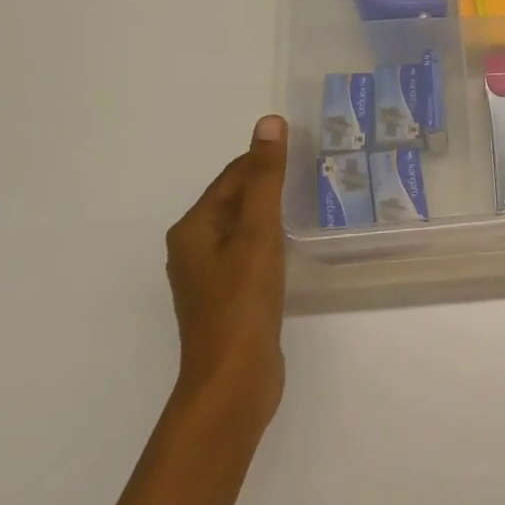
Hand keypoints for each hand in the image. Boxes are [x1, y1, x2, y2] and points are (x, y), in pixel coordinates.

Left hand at [165, 114, 289, 418]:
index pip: (232, 178)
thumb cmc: (242, 301)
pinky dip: (270, 243)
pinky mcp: (227, 300)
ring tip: (308, 203)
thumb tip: (268, 122)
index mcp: (193, 228)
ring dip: (270, 214)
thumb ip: (265, 178)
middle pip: (234, 202)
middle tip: (312, 171)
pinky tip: (292, 247)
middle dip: (267, 186)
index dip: (263, 160)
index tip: (301, 147)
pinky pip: (248, 256)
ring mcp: (208, 278)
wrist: (233, 382)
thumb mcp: (257, 232)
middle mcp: (193, 249)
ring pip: (242, 230)